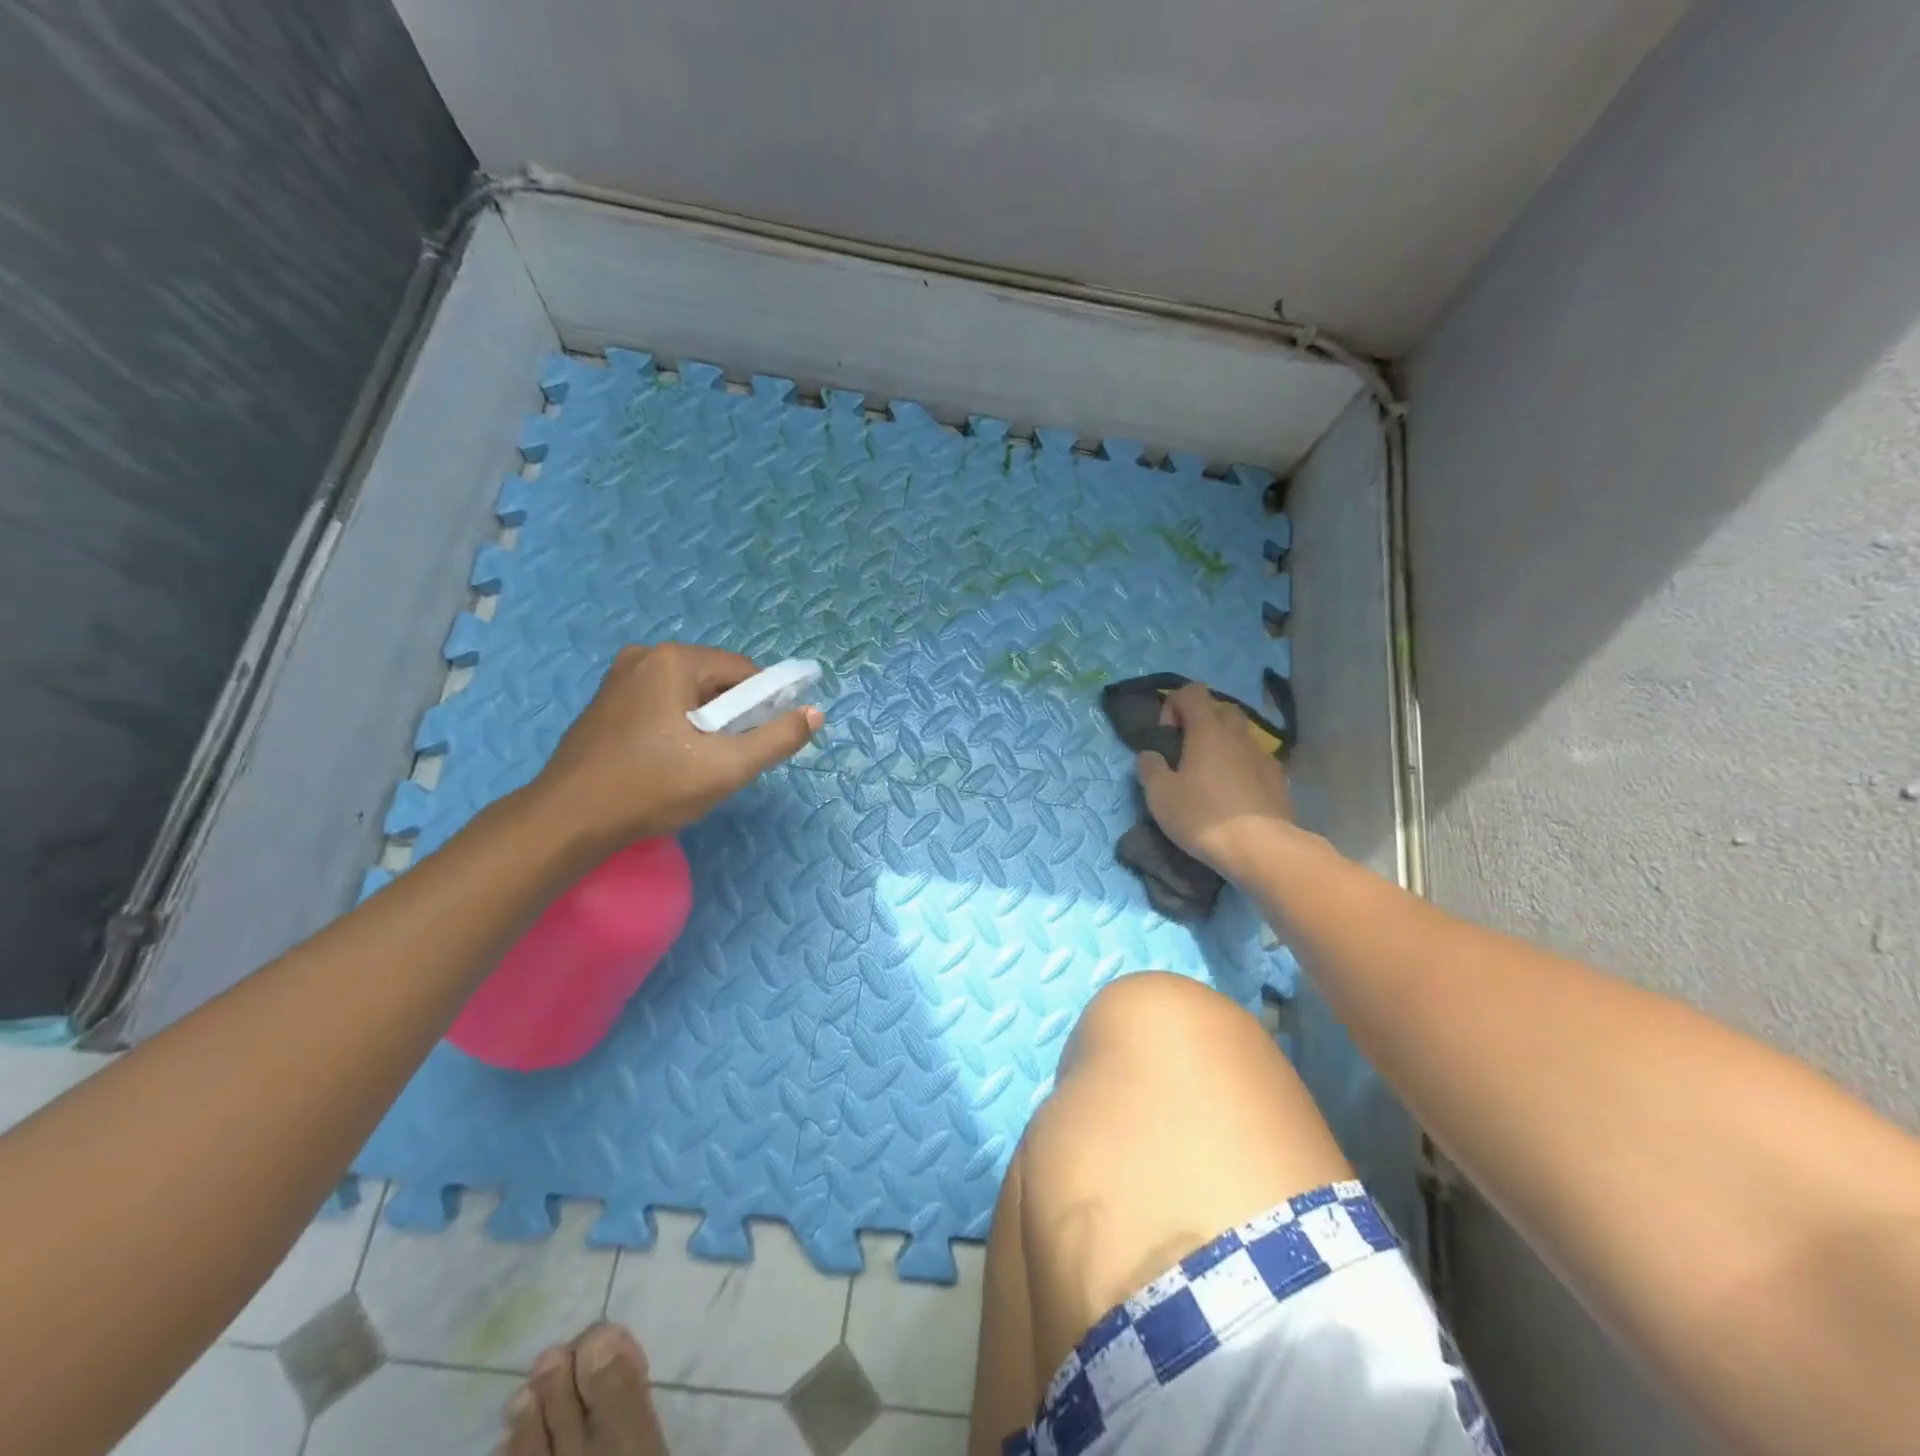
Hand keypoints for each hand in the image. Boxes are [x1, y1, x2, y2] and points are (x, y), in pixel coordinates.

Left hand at [529, 643, 822, 849]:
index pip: (744, 672)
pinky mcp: (606, 703)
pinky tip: (667, 762)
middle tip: (725, 760)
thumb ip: (777, 738)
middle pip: (715, 681)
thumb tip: (814, 713)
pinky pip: (661, 704)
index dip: (763, 707)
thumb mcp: (726, 767)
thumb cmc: (652, 788)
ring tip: (696, 766)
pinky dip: (676, 727)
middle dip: (731, 717)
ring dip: (704, 725)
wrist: (567, 820)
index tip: (759, 743)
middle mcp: (645, 657)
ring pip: (688, 695)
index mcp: (674, 660)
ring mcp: (619, 678)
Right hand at [1136, 682, 1297, 884]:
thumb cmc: (1203, 815)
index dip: (1174, 705)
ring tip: (1211, 777)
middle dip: (1203, 722)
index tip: (1166, 736)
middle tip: (1188, 753)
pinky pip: (1256, 761)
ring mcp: (1263, 756)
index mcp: (1207, 730)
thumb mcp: (1160, 795)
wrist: (1261, 848)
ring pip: (1241, 736)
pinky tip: (1235, 796)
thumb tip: (1150, 754)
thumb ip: (1150, 767)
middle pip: (1222, 709)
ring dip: (1224, 746)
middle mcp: (1238, 735)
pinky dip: (1243, 768)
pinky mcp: (1279, 780)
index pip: (1192, 692)